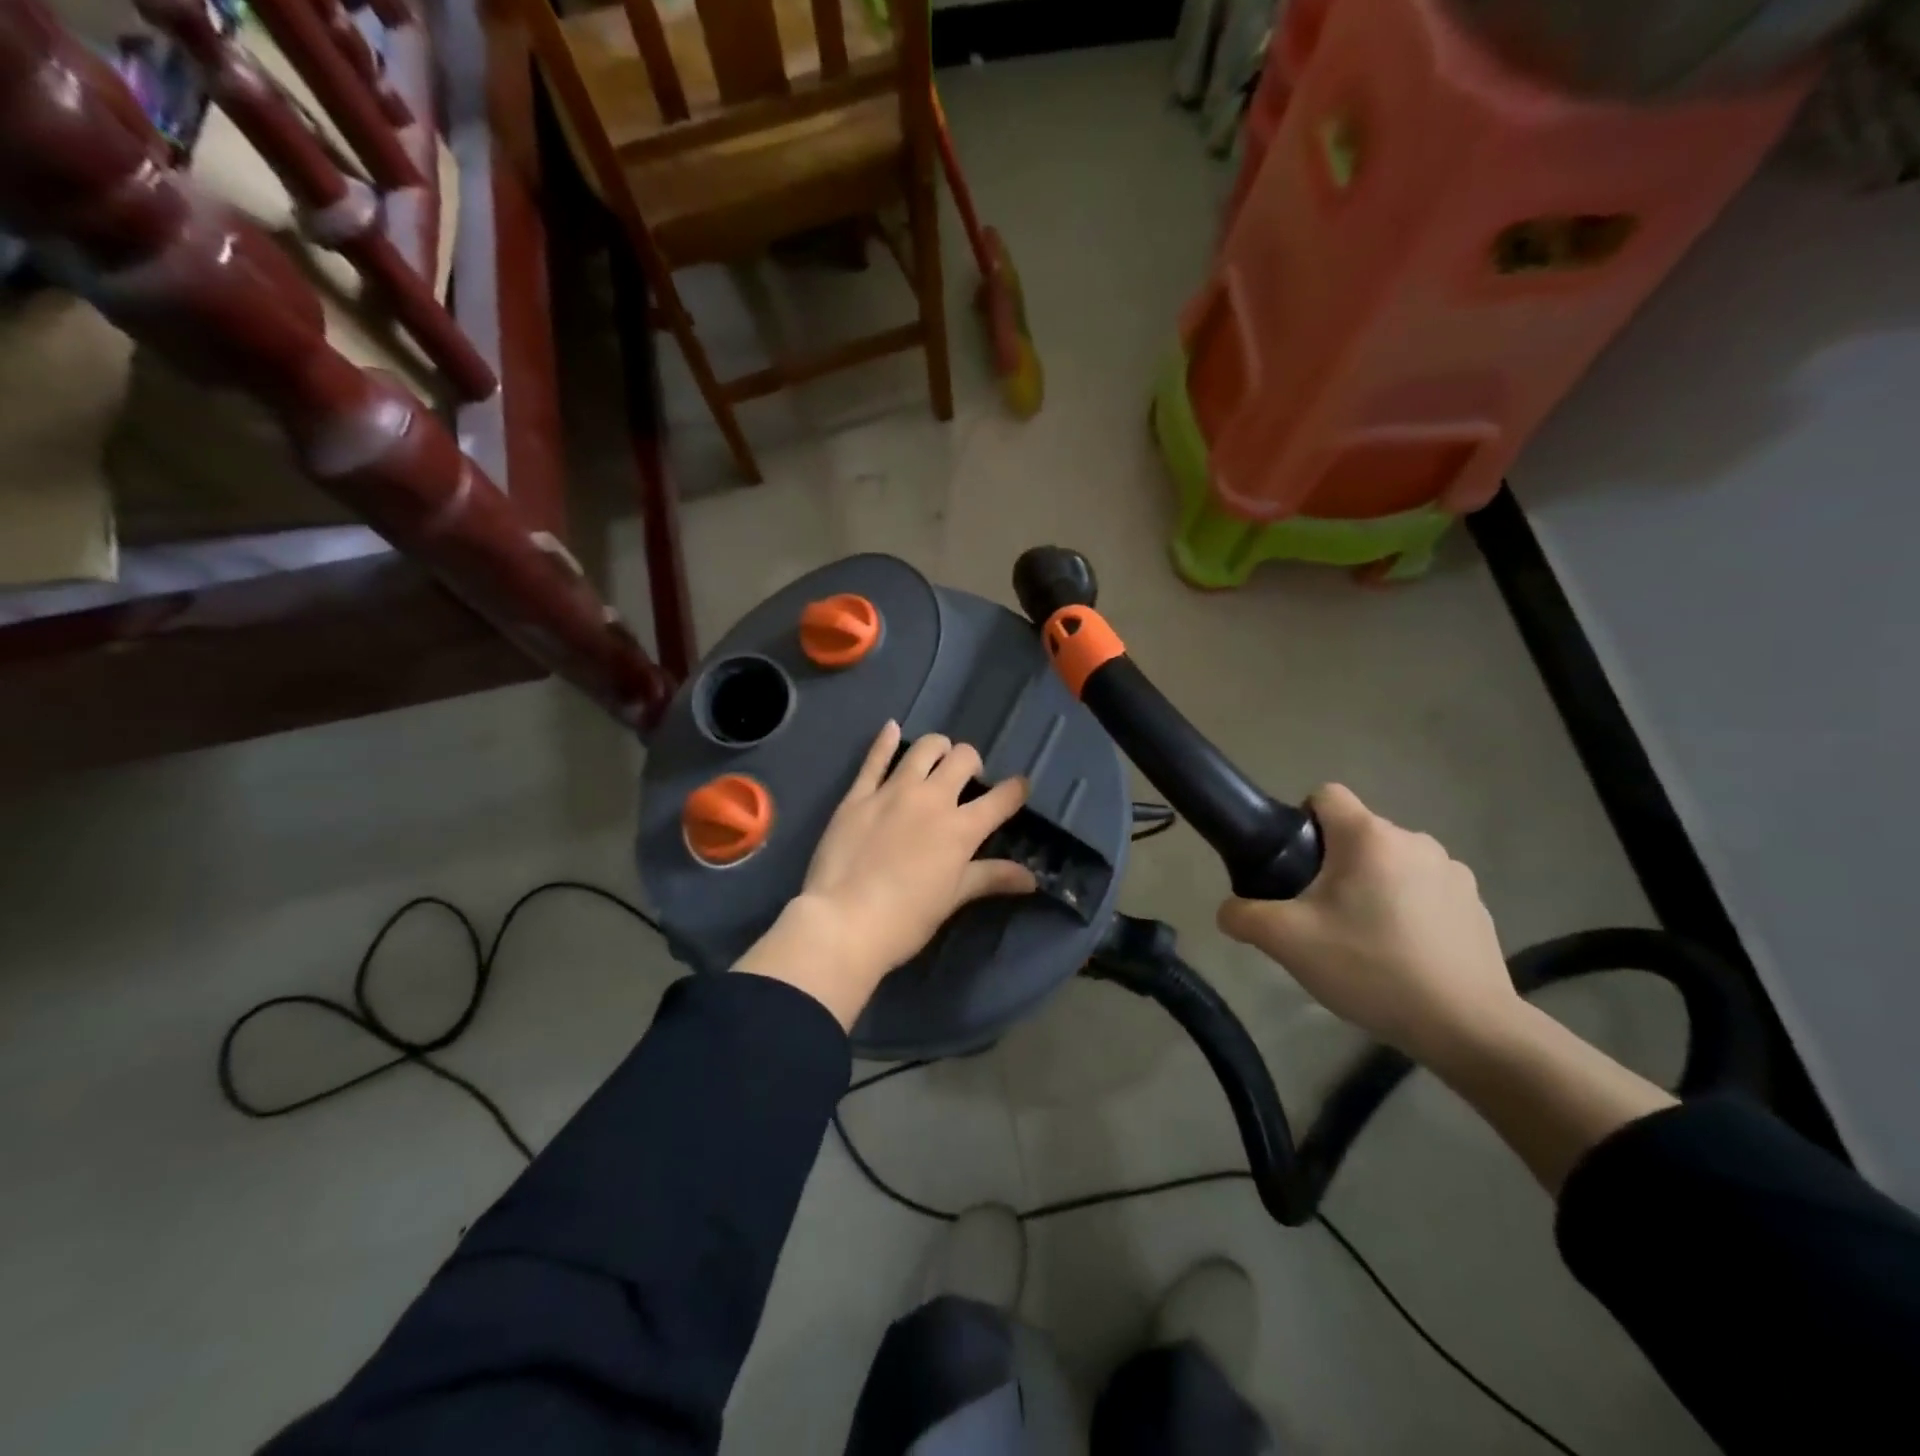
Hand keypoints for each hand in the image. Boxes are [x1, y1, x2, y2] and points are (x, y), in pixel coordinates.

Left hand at [736, 722, 1036, 1027]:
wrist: (843, 922)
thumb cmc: (906, 919)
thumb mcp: (953, 899)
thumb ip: (991, 878)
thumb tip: (1032, 879)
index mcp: (961, 828)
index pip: (1002, 799)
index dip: (1016, 790)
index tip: (1019, 788)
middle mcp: (932, 799)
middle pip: (963, 759)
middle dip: (973, 763)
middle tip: (967, 780)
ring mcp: (893, 792)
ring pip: (924, 749)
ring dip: (938, 748)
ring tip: (938, 757)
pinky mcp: (858, 795)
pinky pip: (875, 759)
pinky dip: (885, 740)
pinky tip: (891, 728)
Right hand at [1216, 784, 1518, 1063]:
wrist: (1467, 1027)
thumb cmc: (1371, 968)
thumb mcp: (1287, 943)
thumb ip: (1243, 916)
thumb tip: (1230, 910)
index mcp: (1369, 837)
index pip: (1325, 795)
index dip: (1300, 822)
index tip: (1294, 867)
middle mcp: (1415, 840)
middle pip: (1355, 836)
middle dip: (1332, 867)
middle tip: (1319, 918)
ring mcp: (1453, 872)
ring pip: (1390, 864)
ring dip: (1372, 888)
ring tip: (1363, 942)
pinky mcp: (1476, 906)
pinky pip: (1424, 891)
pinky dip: (1407, 911)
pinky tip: (1404, 956)